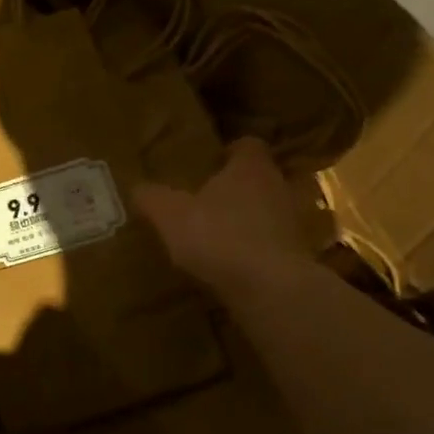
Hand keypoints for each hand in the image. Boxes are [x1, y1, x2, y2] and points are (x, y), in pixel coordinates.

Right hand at [134, 138, 311, 293]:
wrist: (271, 288)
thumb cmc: (219, 236)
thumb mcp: (170, 215)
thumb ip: (152, 198)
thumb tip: (137, 188)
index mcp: (250, 168)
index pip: (248, 145)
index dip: (230, 151)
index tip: (210, 163)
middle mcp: (278, 187)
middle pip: (258, 178)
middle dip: (235, 187)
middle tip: (206, 200)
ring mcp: (293, 223)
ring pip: (267, 212)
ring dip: (247, 220)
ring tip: (217, 235)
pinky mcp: (297, 257)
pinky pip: (272, 245)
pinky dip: (255, 251)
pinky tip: (231, 266)